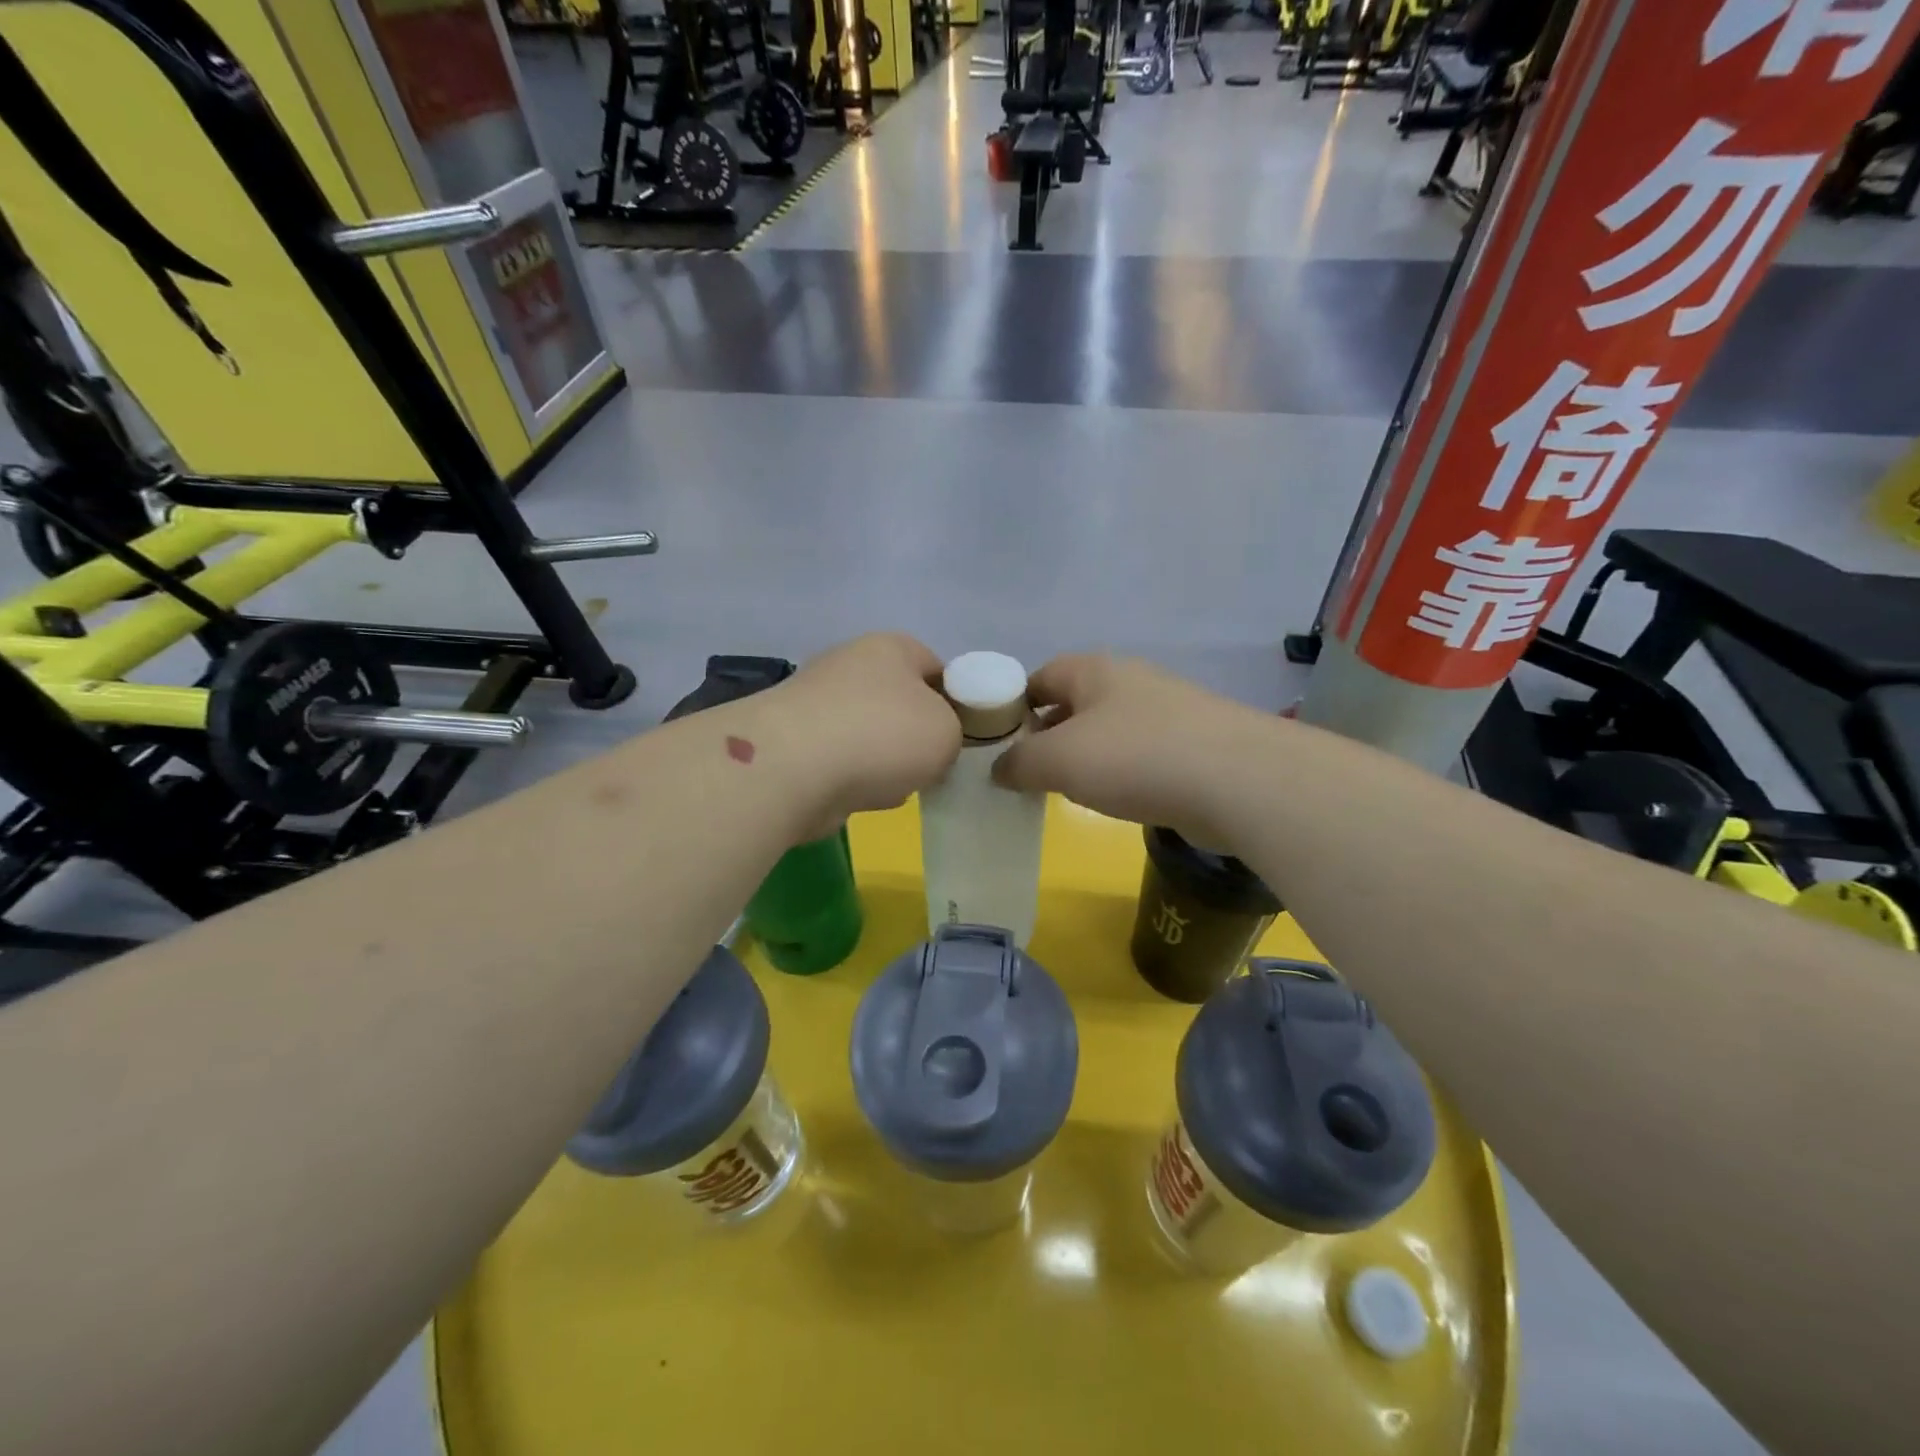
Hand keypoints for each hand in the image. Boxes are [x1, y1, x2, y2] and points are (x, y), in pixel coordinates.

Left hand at [760, 634, 961, 835]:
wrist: (794, 769)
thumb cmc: (883, 736)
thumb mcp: (948, 732)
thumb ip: (952, 732)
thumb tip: (928, 744)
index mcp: (891, 647)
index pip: (936, 666)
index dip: (953, 701)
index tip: (958, 737)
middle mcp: (849, 664)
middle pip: (898, 703)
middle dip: (913, 737)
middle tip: (929, 766)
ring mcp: (815, 702)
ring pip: (868, 735)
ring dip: (882, 762)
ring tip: (890, 786)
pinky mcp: (792, 740)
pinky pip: (839, 760)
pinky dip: (850, 779)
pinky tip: (857, 796)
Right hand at [992, 654, 1268, 844]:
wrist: (1237, 781)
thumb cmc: (1134, 757)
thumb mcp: (1059, 760)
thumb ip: (1019, 763)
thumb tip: (999, 770)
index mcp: (1093, 670)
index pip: (1039, 677)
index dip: (1012, 706)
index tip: (996, 744)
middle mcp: (1130, 682)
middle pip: (1074, 703)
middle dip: (1048, 735)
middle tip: (1026, 772)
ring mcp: (1167, 712)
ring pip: (1109, 731)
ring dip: (1086, 757)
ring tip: (1066, 790)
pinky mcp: (1193, 746)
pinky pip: (1140, 756)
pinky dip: (1121, 774)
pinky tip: (1117, 800)